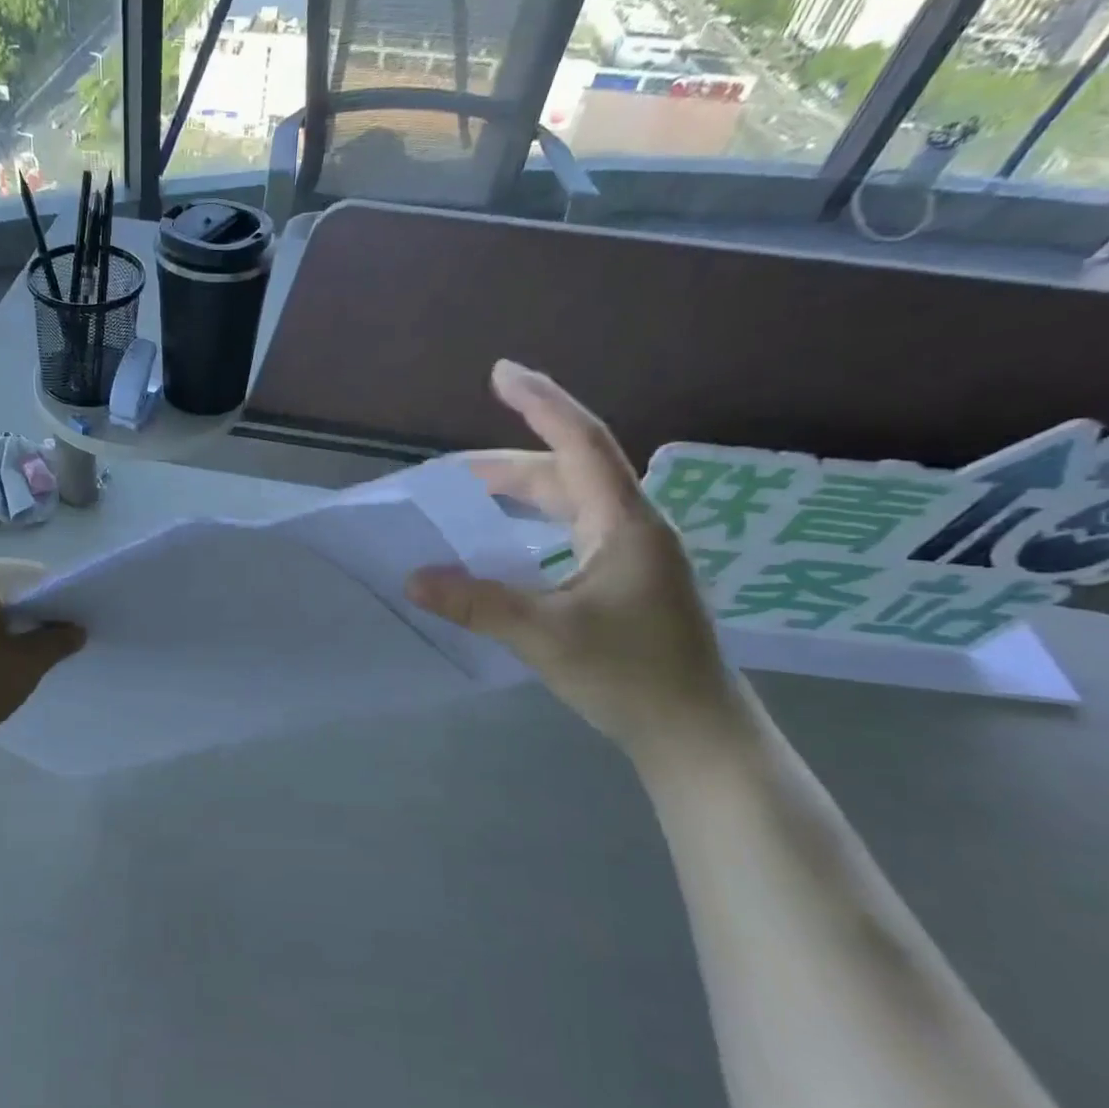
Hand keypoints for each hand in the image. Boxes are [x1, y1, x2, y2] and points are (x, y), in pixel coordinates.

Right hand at [403, 361, 745, 756]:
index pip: (581, 443)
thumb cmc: (632, 676)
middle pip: (567, 472)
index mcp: (626, 523)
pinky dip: (532, 525)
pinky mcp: (626, 581)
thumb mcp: (545, 636)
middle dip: (506, 465)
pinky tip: (506, 545)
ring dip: (518, 495)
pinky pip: (571, 532)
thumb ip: (476, 603)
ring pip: (569, 503)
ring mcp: (633, 556)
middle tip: (449, 473)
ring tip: (468, 498)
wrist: (696, 735)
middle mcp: (633, 527)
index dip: (540, 403)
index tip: (501, 372)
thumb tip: (412, 577)